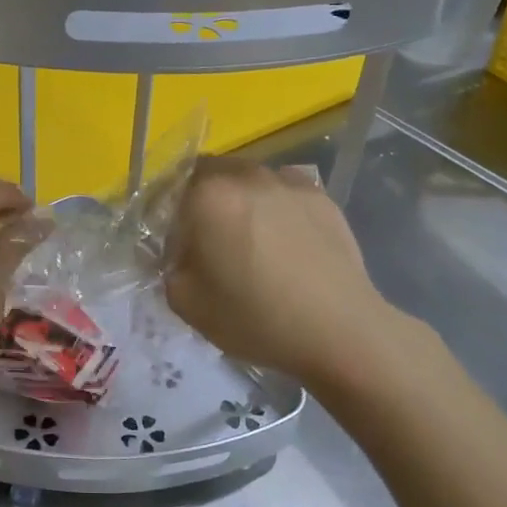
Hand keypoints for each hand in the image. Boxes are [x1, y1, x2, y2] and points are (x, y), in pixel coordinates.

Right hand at [166, 156, 418, 387]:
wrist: (339, 331)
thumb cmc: (255, 317)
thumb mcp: (186, 303)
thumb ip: (168, 267)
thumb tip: (178, 254)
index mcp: (208, 195)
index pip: (170, 189)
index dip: (167, 216)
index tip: (174, 246)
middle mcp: (247, 175)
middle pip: (211, 175)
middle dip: (203, 202)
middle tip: (209, 243)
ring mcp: (290, 183)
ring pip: (250, 182)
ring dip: (241, 202)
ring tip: (252, 243)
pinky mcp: (322, 198)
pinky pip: (285, 195)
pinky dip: (276, 211)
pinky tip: (285, 246)